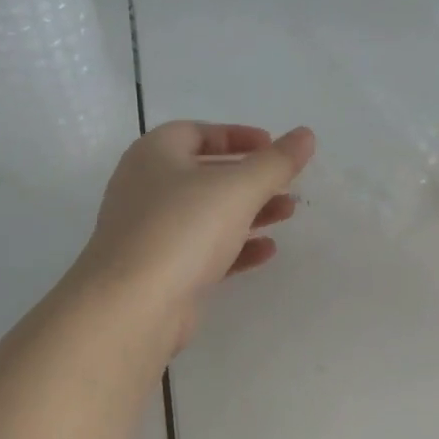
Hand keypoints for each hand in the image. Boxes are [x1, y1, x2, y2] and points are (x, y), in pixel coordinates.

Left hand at [77, 121, 315, 345]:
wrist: (133, 305)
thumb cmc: (183, 229)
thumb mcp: (238, 188)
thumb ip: (275, 162)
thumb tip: (306, 134)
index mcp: (155, 154)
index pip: (197, 132)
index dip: (237, 136)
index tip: (272, 145)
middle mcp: (147, 188)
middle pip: (206, 174)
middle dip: (250, 178)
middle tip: (287, 184)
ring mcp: (151, 231)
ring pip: (207, 214)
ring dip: (249, 212)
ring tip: (288, 214)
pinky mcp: (161, 270)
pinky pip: (203, 250)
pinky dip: (235, 247)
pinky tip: (267, 251)